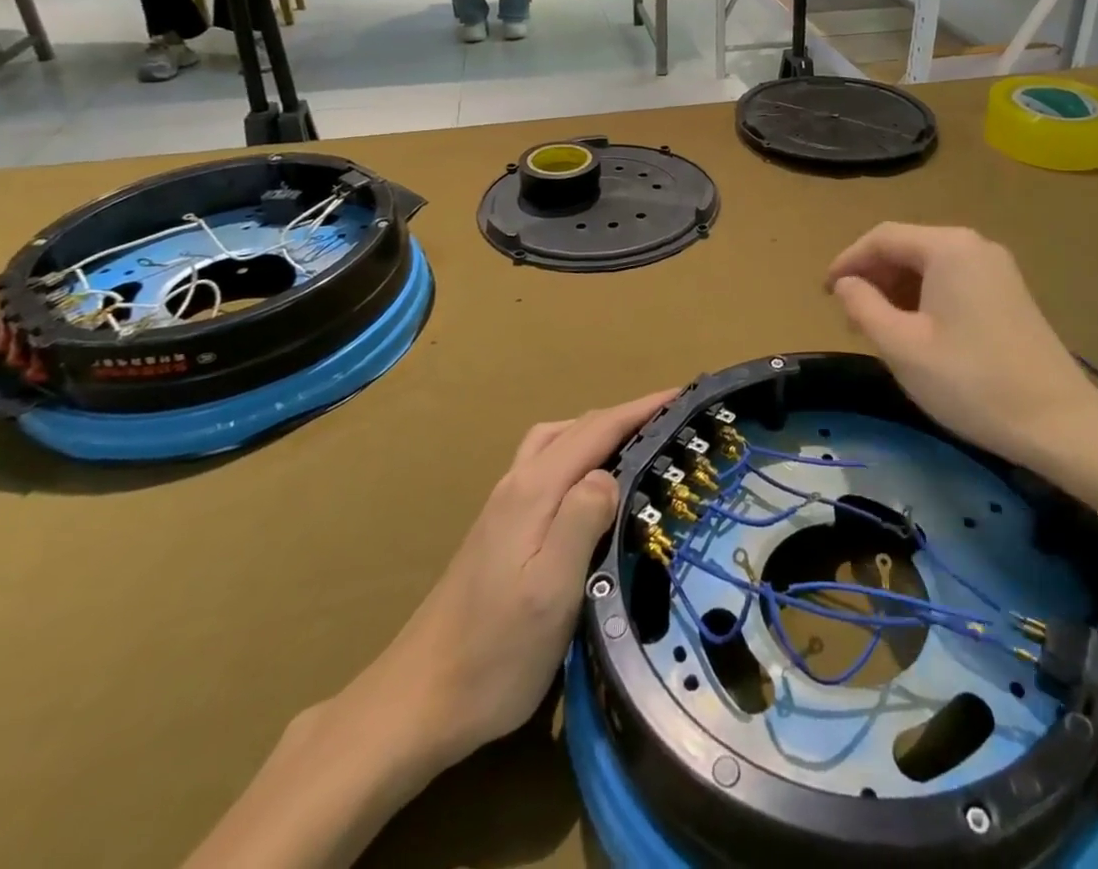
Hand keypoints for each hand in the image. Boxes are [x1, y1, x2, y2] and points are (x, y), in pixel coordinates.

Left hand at [325, 389, 675, 787]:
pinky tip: (589, 487)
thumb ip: (581, 521)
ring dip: (596, 432)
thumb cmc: (494, 653)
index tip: (681, 395)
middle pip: (575, 428)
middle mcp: (516, 484)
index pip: (595, 430)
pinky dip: (577, 454)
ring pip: (554, 443)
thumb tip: (609, 473)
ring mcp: (502, 506)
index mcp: (533, 490)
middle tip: (668, 422)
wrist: (416, 702)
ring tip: (633, 446)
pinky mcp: (497, 529)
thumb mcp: (551, 591)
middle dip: (623, 416)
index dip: (639, 409)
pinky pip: (545, 466)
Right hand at [826, 223, 1097, 487]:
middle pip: (908, 247)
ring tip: (877, 327)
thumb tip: (845, 284)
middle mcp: (975, 245)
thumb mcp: (901, 346)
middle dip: (873, 276)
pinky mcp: (1009, 292)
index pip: (883, 238)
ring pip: (931, 265)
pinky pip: (953, 280)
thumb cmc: (970, 382)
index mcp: (948, 247)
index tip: (825, 293)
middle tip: (849, 316)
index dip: (847, 261)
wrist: (1057, 422)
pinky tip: (916, 331)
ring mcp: (997, 268)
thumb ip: (863, 306)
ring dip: (897, 289)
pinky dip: (924, 297)